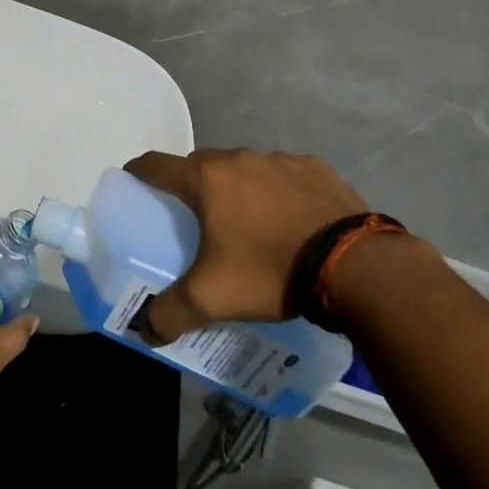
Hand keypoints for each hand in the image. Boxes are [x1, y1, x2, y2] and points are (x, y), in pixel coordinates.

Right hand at [124, 148, 370, 342]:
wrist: (355, 265)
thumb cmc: (270, 270)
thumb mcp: (212, 298)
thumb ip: (171, 313)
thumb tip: (146, 330)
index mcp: (206, 179)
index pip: (156, 165)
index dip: (139, 172)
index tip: (133, 184)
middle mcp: (238, 159)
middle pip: (200, 165)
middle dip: (191, 187)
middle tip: (194, 219)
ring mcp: (280, 159)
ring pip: (244, 169)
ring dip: (237, 189)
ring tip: (248, 226)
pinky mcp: (316, 168)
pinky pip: (283, 176)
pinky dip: (278, 193)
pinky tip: (290, 222)